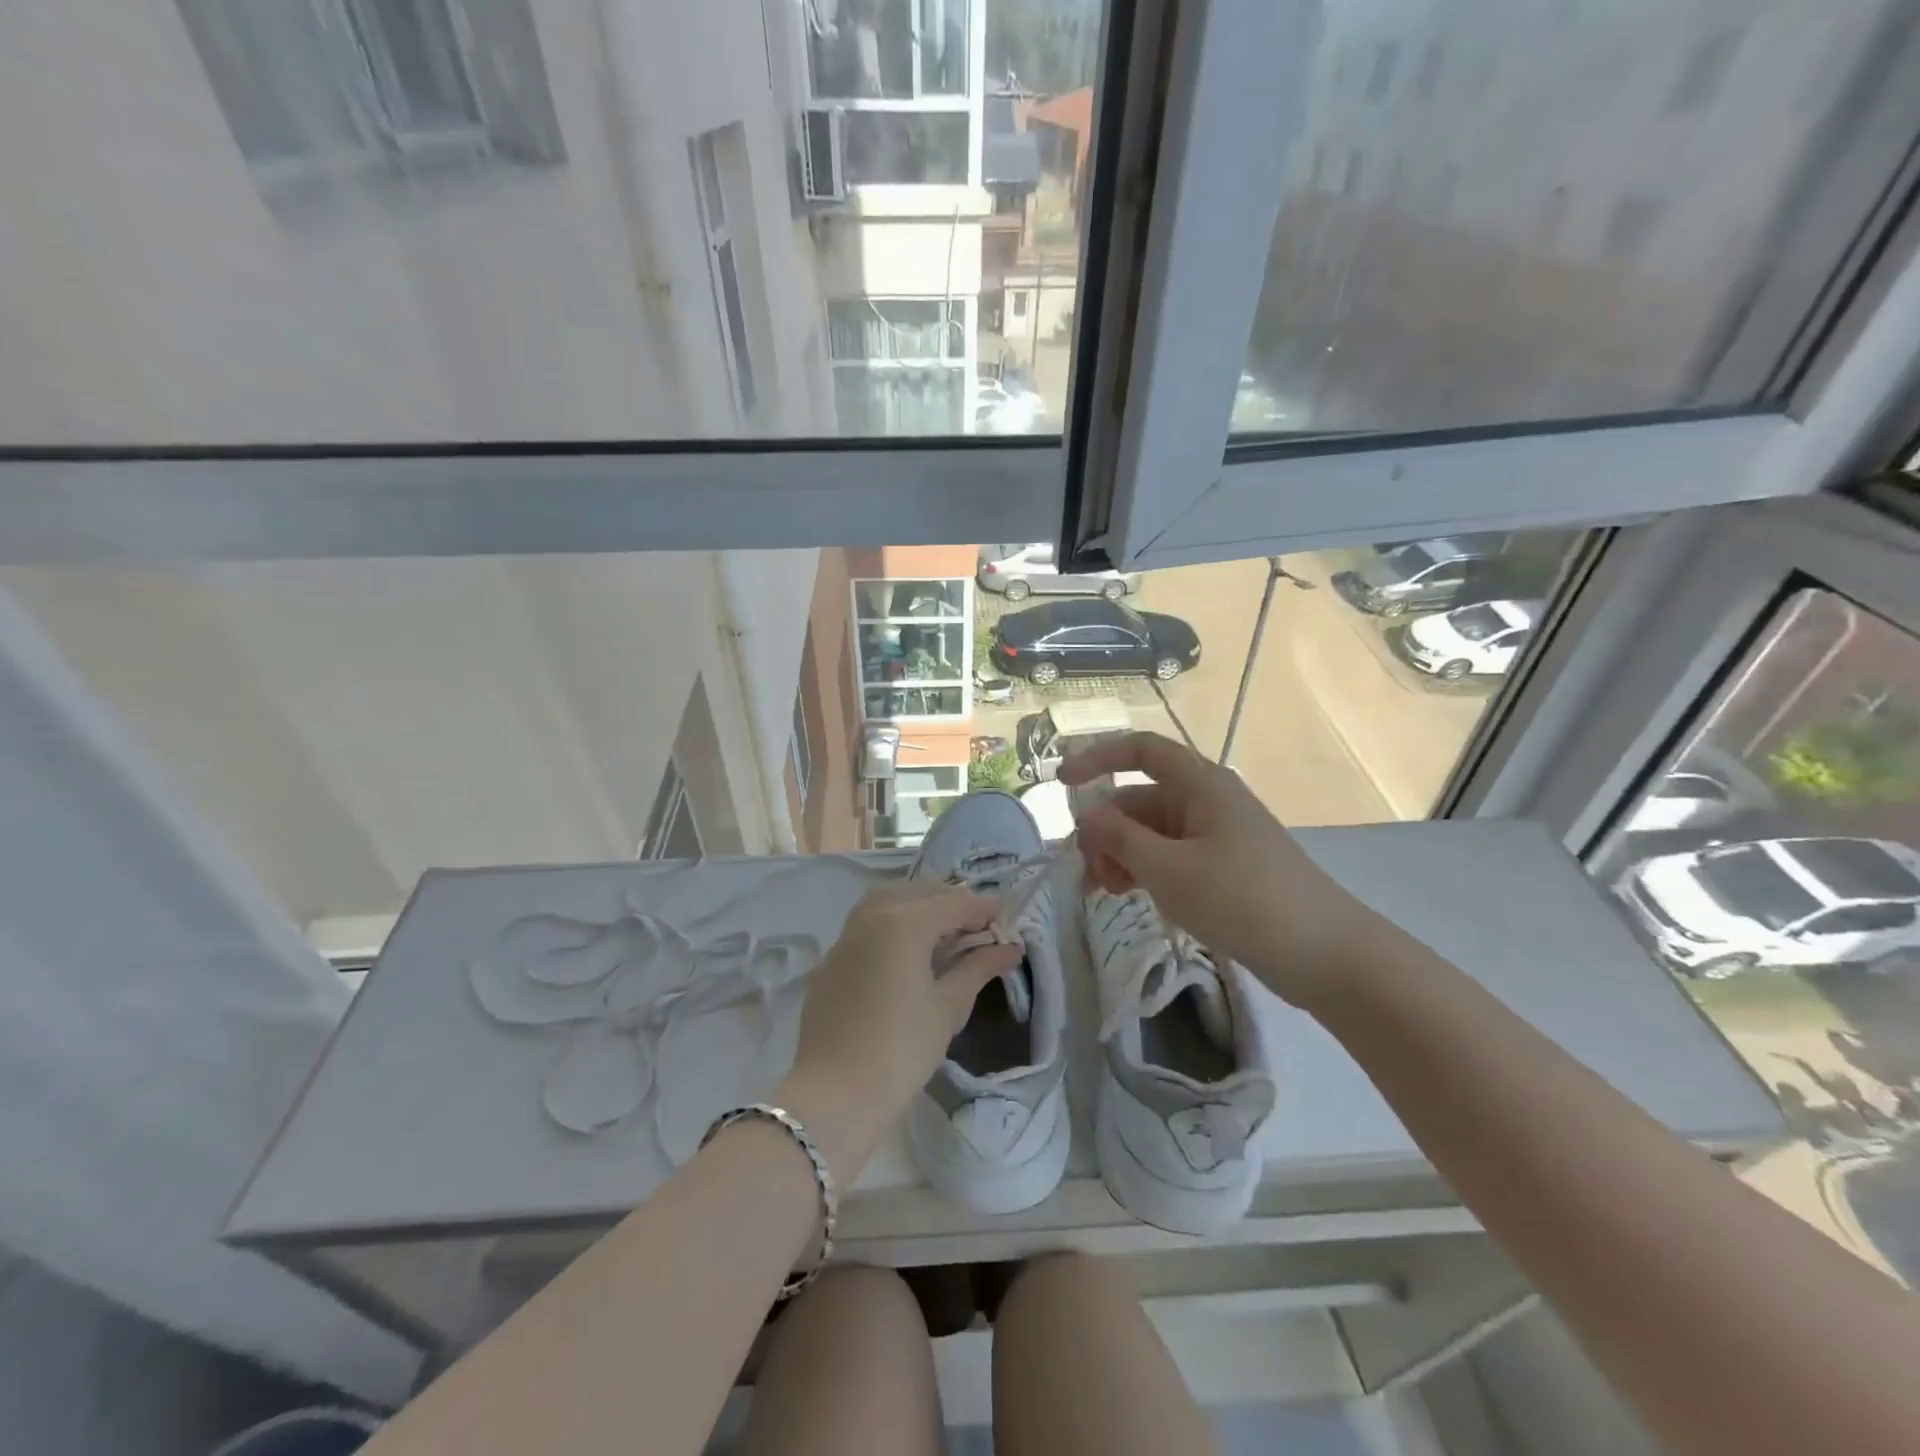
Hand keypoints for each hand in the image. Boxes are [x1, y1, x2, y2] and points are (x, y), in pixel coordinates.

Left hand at [778, 883, 1020, 1182]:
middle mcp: (872, 915)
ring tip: (948, 930)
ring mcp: (846, 935)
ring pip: (890, 901)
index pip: (953, 903)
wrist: (833, 1095)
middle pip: (921, 893)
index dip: (984, 910)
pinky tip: (909, 949)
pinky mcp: (832, 959)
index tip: (1009, 919)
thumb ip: (979, 967)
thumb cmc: (901, 1050)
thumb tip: (1010, 947)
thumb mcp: (948, 1007)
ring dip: (922, 906)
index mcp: (903, 922)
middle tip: (982, 925)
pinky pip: (868, 924)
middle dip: (954, 903)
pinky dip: (894, 923)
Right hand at [1061, 732, 1379, 1007]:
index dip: (1097, 757)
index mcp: (1200, 784)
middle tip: (1086, 869)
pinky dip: (1143, 871)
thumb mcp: (1169, 868)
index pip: (1141, 750)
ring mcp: (1215, 837)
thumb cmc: (1244, 899)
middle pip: (1139, 799)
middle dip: (1105, 828)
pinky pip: (1169, 857)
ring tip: (1106, 891)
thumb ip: (1119, 838)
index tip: (1061, 783)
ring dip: (1121, 854)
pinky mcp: (1221, 870)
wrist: (1325, 954)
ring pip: (1150, 832)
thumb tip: (1085, 817)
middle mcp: (1206, 802)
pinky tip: (1130, 896)